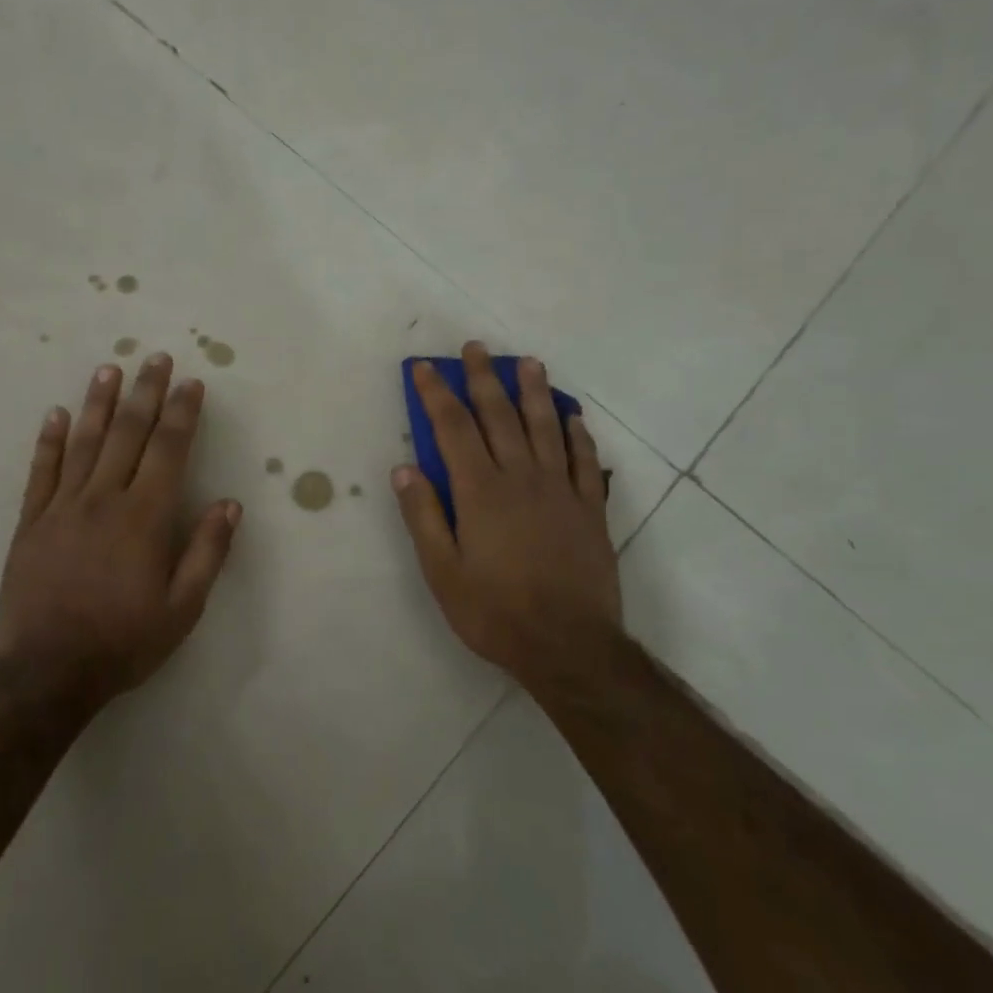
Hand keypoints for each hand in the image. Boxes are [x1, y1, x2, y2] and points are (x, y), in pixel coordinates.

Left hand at [0, 354, 240, 702]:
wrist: (48, 672)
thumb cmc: (124, 640)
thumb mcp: (183, 608)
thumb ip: (207, 552)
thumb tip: (230, 504)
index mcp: (145, 517)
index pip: (168, 450)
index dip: (182, 413)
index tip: (192, 383)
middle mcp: (104, 499)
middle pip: (128, 434)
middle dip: (146, 393)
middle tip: (155, 359)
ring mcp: (62, 508)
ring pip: (84, 443)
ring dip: (98, 403)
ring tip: (109, 369)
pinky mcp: (31, 523)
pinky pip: (41, 472)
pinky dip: (49, 441)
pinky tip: (56, 414)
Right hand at [391, 342, 620, 692]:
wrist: (568, 645)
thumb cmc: (494, 611)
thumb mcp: (442, 570)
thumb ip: (422, 515)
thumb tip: (404, 467)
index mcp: (480, 491)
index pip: (453, 428)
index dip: (436, 394)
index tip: (424, 368)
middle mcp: (520, 477)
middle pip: (499, 416)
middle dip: (482, 379)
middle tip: (475, 348)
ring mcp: (560, 490)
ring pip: (545, 427)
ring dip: (533, 391)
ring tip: (526, 362)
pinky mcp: (589, 508)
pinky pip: (583, 460)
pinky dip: (577, 434)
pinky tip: (573, 416)